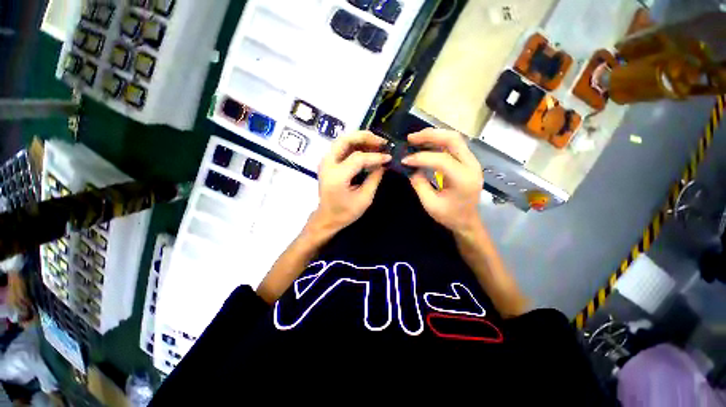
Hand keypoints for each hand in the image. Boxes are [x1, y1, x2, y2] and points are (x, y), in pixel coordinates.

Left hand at [313, 131, 390, 234]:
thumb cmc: (345, 212)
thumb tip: (383, 163)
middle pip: (346, 140)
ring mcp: (325, 161)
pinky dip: (355, 144)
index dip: (375, 156)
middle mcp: (327, 164)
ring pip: (343, 140)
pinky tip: (367, 148)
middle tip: (382, 142)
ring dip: (361, 139)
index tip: (389, 158)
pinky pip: (342, 147)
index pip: (358, 158)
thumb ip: (374, 178)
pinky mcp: (327, 162)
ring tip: (377, 143)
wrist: (327, 217)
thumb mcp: (364, 198)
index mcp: (337, 176)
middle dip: (365, 137)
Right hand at [403, 129, 483, 233]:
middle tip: (411, 138)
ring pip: (454, 139)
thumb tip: (410, 166)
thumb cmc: (449, 216)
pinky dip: (438, 142)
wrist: (467, 221)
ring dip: (434, 135)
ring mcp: (472, 162)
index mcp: (463, 179)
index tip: (404, 160)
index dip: (420, 158)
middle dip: (430, 135)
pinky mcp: (468, 162)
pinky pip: (453, 146)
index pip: (441, 160)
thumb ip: (419, 183)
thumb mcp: (430, 203)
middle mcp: (471, 166)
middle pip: (453, 139)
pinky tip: (426, 144)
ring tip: (416, 138)